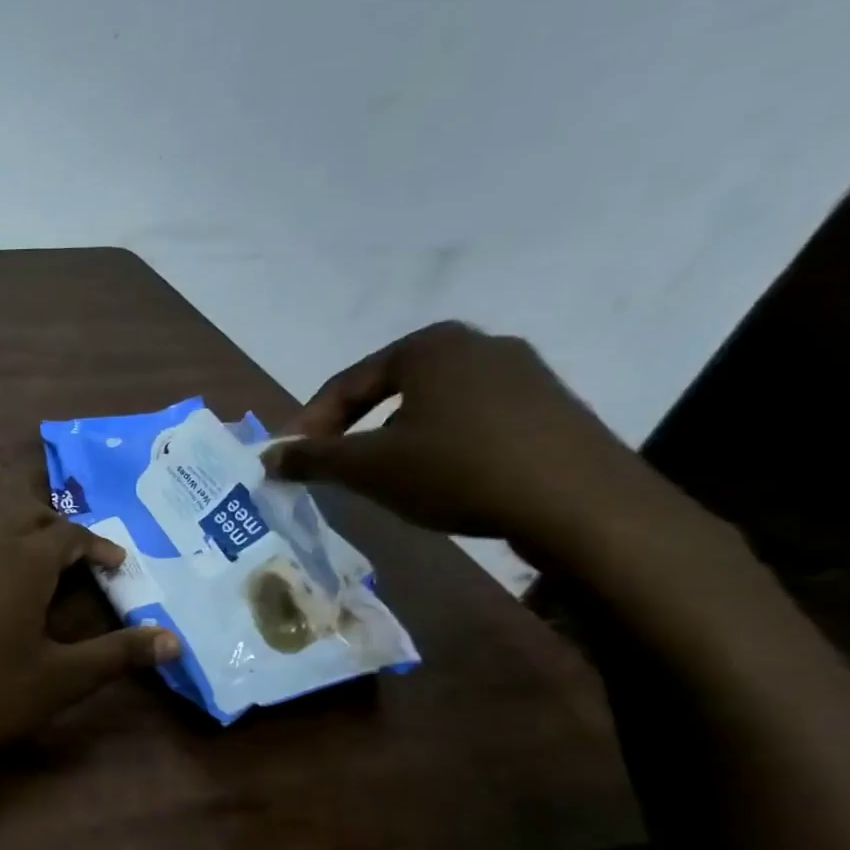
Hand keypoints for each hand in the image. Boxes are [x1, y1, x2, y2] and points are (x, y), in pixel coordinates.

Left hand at [0, 513, 179, 769]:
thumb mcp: (58, 681)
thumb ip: (116, 656)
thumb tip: (173, 640)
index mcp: (22, 559)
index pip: (70, 533)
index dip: (98, 544)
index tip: (115, 562)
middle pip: (25, 514)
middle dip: (55, 530)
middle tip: (72, 558)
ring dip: (12, 535)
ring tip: (24, 567)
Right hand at [263, 322, 677, 552]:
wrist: (582, 504)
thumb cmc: (458, 470)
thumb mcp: (369, 467)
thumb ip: (312, 459)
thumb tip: (267, 458)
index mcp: (428, 346)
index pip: (346, 383)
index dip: (309, 424)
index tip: (288, 459)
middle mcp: (477, 344)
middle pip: (390, 389)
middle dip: (353, 428)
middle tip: (331, 465)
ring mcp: (523, 373)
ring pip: (432, 405)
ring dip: (395, 438)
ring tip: (382, 476)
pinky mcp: (551, 406)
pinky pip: (473, 419)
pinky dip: (442, 444)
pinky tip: (439, 478)